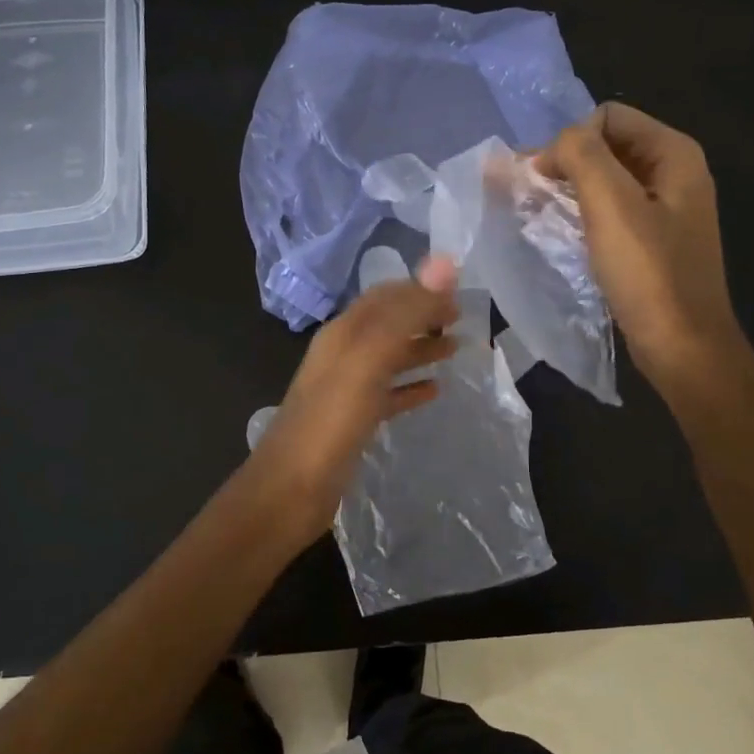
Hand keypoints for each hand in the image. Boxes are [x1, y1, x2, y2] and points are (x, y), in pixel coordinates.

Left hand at [242, 256, 459, 549]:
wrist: (290, 490)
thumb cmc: (331, 420)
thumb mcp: (370, 359)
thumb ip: (406, 313)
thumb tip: (444, 263)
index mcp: (343, 333)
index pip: (385, 297)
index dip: (420, 290)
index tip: (460, 292)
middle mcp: (343, 354)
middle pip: (389, 325)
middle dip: (424, 317)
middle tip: (463, 319)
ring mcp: (346, 390)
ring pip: (389, 358)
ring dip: (421, 349)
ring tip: (456, 349)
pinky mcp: (352, 422)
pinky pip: (388, 395)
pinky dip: (411, 388)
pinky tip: (434, 392)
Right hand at [536, 103, 745, 407]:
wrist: (682, 345)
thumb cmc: (648, 273)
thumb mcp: (610, 205)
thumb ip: (581, 156)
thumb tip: (556, 143)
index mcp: (673, 154)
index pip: (607, 117)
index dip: (570, 141)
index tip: (541, 179)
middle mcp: (674, 173)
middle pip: (607, 146)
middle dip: (565, 163)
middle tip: (525, 194)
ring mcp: (665, 208)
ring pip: (606, 180)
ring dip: (569, 189)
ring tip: (534, 212)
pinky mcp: (653, 240)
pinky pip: (611, 211)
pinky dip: (583, 214)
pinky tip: (561, 233)